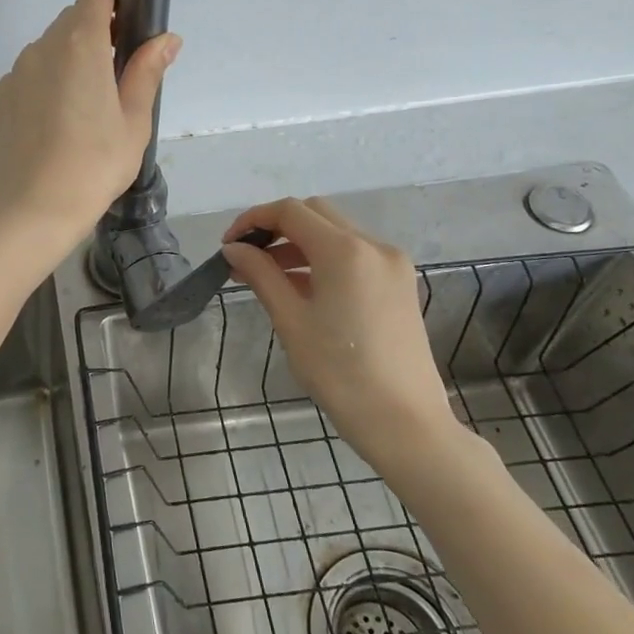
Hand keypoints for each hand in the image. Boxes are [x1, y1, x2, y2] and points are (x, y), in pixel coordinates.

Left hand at [0, 0, 178, 252]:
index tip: (128, 28)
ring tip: (84, 114)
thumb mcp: (134, 122)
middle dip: (95, 37)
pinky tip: (55, 131)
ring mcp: (13, 76)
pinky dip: (44, 90)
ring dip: (68, 65)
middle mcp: (40, 49)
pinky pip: (27, 81)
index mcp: (79, 45)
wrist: (31, 212)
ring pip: (47, 53)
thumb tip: (166, 38)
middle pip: (70, 22)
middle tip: (115, 81)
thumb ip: (147, 71)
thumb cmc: (94, 166)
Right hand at [220, 197, 466, 475]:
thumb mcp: (290, 321)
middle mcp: (373, 246)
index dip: (253, 220)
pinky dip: (323, 260)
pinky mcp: (399, 284)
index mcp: (345, 251)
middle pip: (315, 214)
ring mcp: (392, 264)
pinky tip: (301, 289)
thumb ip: (261, 275)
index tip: (228, 246)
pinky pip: (354, 255)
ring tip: (266, 277)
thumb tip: (233, 249)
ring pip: (336, 233)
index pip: (290, 212)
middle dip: (276, 228)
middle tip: (246, 258)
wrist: (404, 422)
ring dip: (298, 244)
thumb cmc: (340, 373)